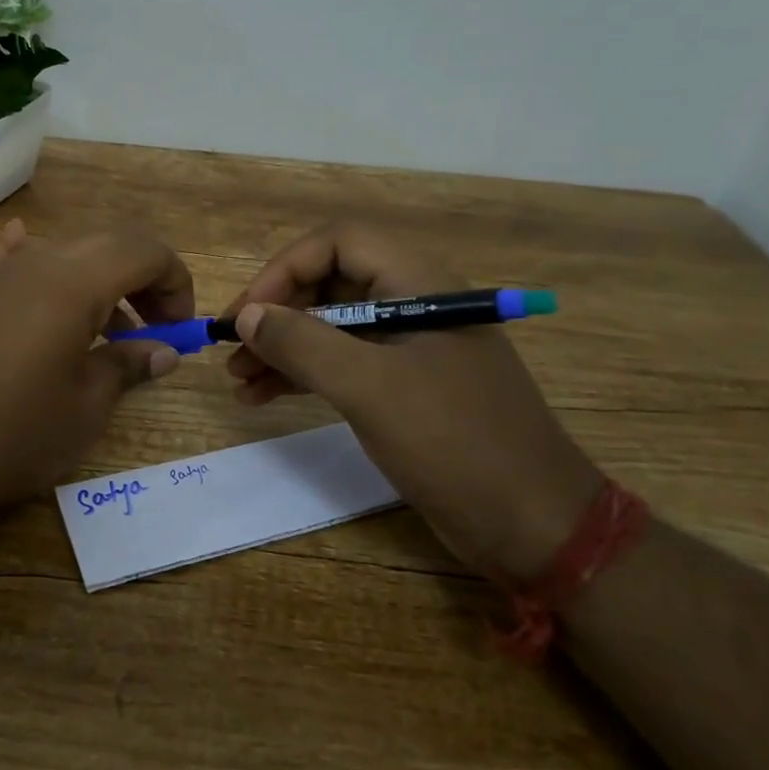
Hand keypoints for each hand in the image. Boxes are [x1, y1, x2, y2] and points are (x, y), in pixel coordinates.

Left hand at [0, 220, 193, 517]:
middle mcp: (35, 262)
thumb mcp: (86, 406)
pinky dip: (34, 261)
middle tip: (153, 330)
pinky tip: (27, 258)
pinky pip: (7, 261)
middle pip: (106, 245)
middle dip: (142, 280)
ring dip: (96, 282)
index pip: (144, 251)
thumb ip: (128, 365)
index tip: (179, 329)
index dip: (175, 282)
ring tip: (103, 331)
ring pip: (61, 254)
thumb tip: (162, 351)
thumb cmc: (12, 433)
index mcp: (74, 280)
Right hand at [222, 221, 601, 581]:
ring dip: (282, 347)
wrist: (535, 525)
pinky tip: (262, 395)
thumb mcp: (371, 389)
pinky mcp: (403, 385)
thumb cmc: (456, 443)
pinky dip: (302, 374)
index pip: (337, 244)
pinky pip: (342, 362)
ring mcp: (408, 346)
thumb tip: (248, 317)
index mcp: (418, 284)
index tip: (248, 314)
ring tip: (236, 379)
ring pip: (330, 326)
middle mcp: (412, 302)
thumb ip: (304, 344)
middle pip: (329, 283)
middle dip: (277, 313)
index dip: (284, 270)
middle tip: (233, 348)